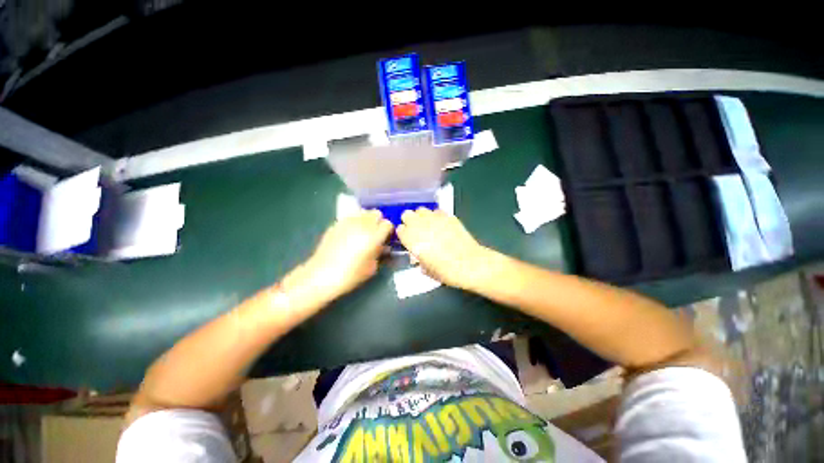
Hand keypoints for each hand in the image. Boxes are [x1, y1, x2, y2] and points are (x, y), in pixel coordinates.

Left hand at [302, 210, 392, 299]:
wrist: (322, 275)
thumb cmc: (351, 274)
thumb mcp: (372, 267)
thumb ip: (380, 252)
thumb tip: (382, 246)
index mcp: (374, 235)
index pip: (388, 224)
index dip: (388, 231)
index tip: (386, 238)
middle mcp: (363, 224)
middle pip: (376, 213)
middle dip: (378, 222)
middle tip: (375, 233)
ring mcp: (348, 221)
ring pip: (363, 212)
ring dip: (366, 219)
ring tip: (363, 231)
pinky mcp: (336, 223)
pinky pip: (350, 217)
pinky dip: (354, 222)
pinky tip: (349, 234)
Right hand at [397, 208, 491, 289]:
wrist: (469, 264)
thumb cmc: (445, 271)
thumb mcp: (426, 270)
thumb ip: (418, 259)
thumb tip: (418, 256)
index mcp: (411, 239)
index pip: (399, 229)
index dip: (404, 234)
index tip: (408, 240)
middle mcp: (420, 225)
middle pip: (407, 214)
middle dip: (409, 221)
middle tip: (416, 230)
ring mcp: (434, 218)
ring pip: (421, 210)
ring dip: (421, 217)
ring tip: (428, 226)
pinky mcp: (448, 216)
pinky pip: (436, 211)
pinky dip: (436, 216)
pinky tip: (441, 225)